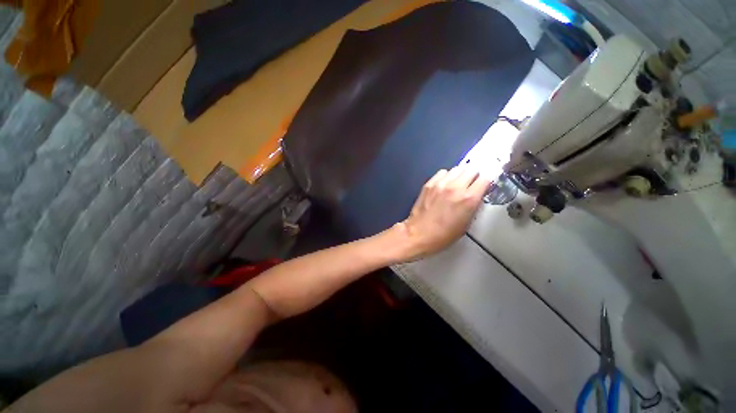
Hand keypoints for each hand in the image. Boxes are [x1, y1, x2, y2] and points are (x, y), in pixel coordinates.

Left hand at [394, 166, 491, 260]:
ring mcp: (440, 184)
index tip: (485, 184)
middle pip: (472, 169)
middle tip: (471, 184)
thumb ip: (474, 205)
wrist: (418, 233)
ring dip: (461, 175)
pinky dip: (447, 176)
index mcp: (468, 199)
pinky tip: (444, 184)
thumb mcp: (466, 224)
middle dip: (474, 176)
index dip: (487, 180)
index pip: (486, 178)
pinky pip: (443, 172)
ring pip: (457, 168)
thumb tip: (477, 194)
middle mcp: (456, 187)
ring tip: (458, 183)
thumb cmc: (444, 235)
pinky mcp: (429, 184)